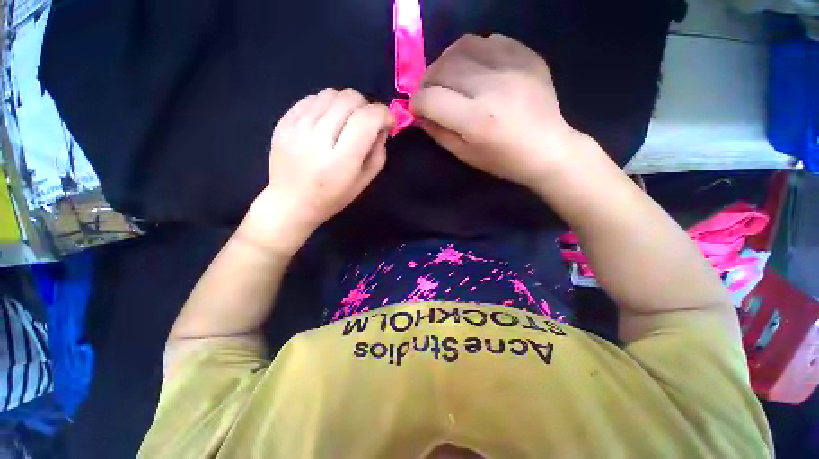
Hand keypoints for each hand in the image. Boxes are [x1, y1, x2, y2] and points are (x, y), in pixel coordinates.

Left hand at [242, 88, 392, 253]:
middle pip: (350, 98)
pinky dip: (327, 105)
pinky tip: (326, 122)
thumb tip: (382, 128)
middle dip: (366, 107)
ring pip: (331, 93)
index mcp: (342, 159)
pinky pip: (312, 98)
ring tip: (345, 122)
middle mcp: (318, 137)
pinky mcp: (284, 121)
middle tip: (366, 124)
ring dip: (346, 104)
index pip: (367, 118)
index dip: (383, 114)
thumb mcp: (364, 182)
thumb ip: (378, 154)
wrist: (290, 202)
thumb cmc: (332, 197)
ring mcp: (297, 126)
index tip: (387, 123)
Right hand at [411, 34, 585, 189]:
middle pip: (443, 68)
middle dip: (427, 81)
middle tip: (430, 94)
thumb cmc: (503, 160)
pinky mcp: (527, 56)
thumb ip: (439, 133)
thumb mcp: (465, 155)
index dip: (416, 103)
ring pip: (463, 46)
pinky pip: (489, 40)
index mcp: (476, 120)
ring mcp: (513, 66)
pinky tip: (474, 67)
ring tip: (449, 77)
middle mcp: (492, 87)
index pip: (431, 99)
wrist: (548, 149)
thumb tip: (420, 114)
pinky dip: (473, 52)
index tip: (417, 109)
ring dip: (446, 62)